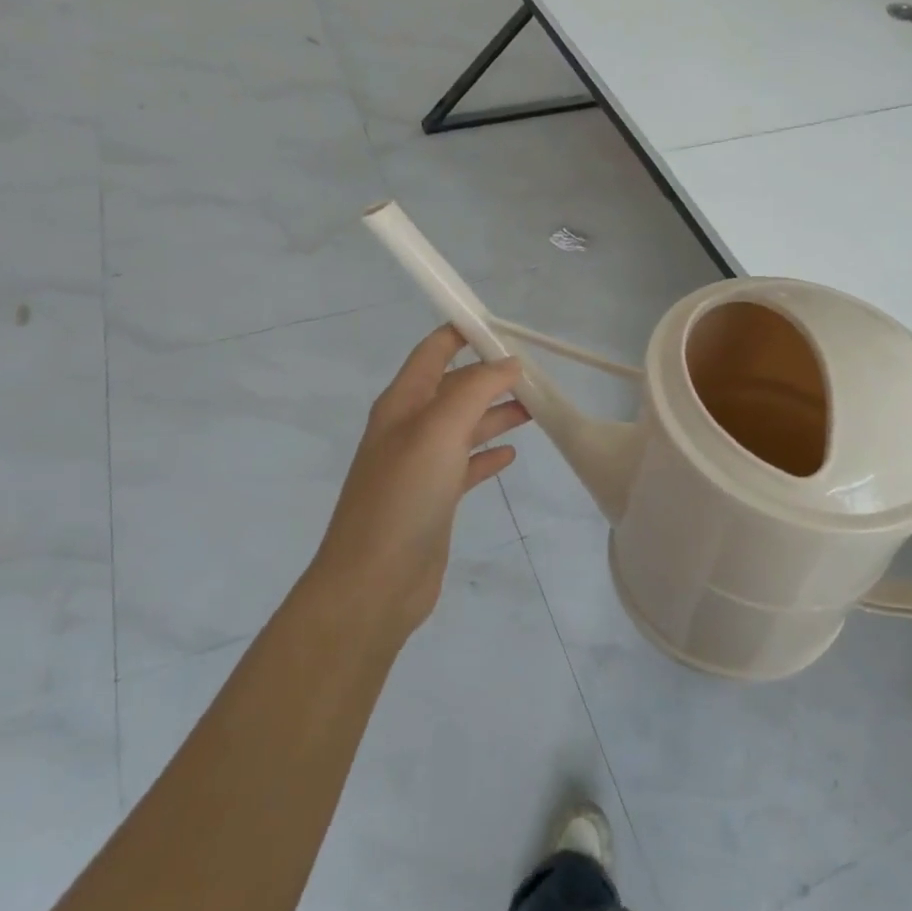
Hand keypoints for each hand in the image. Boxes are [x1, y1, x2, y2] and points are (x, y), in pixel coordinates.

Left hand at [311, 327, 529, 640]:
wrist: (375, 582)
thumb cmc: (404, 496)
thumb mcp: (439, 430)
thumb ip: (475, 389)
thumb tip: (508, 363)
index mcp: (403, 403)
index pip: (433, 351)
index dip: (464, 333)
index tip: (506, 328)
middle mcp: (410, 428)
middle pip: (455, 388)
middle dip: (491, 376)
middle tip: (537, 375)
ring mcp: (422, 465)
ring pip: (465, 426)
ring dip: (497, 413)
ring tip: (535, 409)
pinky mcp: (435, 499)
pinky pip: (467, 465)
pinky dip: (488, 455)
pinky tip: (511, 456)